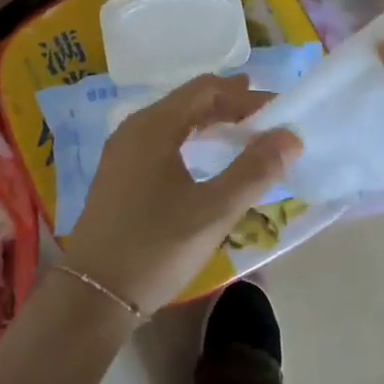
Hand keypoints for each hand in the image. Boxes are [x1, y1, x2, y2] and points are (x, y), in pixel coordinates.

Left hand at [61, 74, 302, 314]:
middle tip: (265, 118)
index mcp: (154, 126)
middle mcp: (134, 128)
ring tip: (240, 133)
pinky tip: (203, 160)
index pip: (205, 89)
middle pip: (187, 101)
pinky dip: (189, 139)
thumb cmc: (156, 246)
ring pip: (173, 121)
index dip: (243, 94)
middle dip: (228, 105)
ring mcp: (121, 151)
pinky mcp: (118, 174)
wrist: (92, 294)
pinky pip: (160, 140)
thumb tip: (290, 136)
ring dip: (208, 122)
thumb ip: (255, 170)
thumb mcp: (214, 210)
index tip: (277, 109)